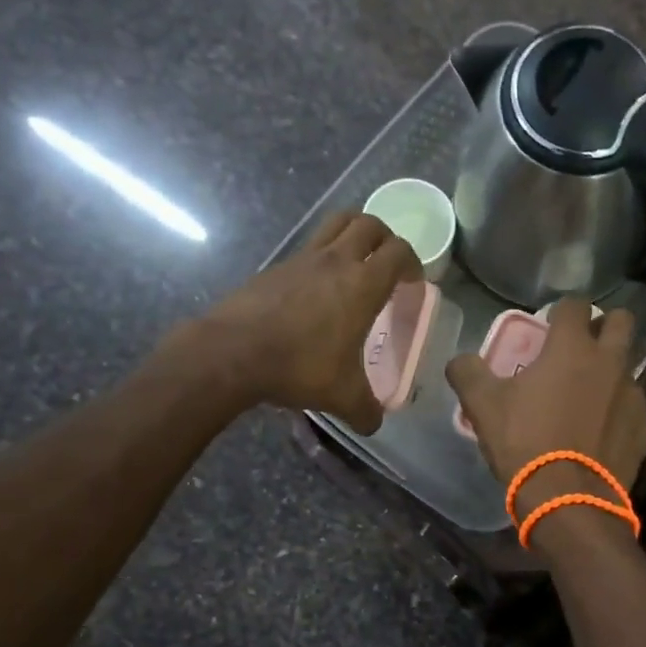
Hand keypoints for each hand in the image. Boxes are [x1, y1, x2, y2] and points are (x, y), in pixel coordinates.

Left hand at [203, 213, 420, 433]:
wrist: (232, 352)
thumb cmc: (299, 366)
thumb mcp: (342, 396)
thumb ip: (366, 410)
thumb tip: (374, 424)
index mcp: (363, 284)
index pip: (399, 252)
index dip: (413, 263)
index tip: (413, 283)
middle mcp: (336, 261)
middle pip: (370, 224)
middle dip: (386, 238)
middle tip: (388, 263)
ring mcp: (303, 258)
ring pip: (337, 223)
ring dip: (354, 232)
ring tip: (357, 259)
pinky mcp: (277, 266)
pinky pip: (308, 247)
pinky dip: (322, 255)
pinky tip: (317, 286)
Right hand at [446, 299, 645, 516]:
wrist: (568, 499)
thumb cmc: (525, 442)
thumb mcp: (482, 405)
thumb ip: (467, 372)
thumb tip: (460, 360)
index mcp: (571, 348)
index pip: (575, 305)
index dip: (562, 309)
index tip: (550, 323)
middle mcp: (609, 361)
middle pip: (621, 321)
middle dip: (604, 325)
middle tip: (581, 345)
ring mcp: (632, 394)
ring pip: (627, 366)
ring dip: (610, 370)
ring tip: (586, 395)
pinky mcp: (643, 426)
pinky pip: (632, 405)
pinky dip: (617, 409)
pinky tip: (599, 430)